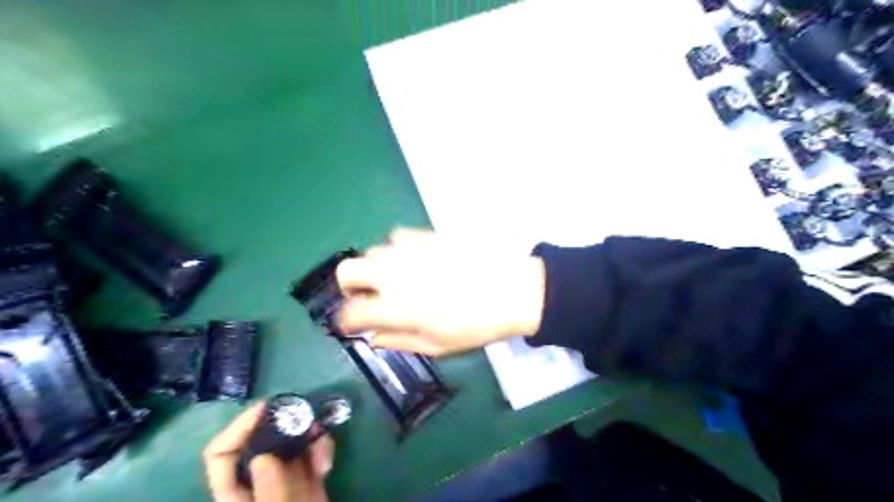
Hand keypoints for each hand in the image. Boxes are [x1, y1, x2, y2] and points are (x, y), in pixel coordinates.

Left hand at [201, 403, 334, 500]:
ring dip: (308, 437)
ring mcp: (283, 486)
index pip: (222, 456)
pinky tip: (328, 461)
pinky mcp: (307, 485)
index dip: (239, 428)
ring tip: (323, 441)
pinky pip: (311, 456)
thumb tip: (264, 456)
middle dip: (284, 427)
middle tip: (307, 420)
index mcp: (236, 500)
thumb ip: (272, 494)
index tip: (268, 408)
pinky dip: (320, 451)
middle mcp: (256, 488)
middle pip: (260, 443)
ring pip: (289, 446)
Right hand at [336, 230, 544, 354]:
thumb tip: (374, 337)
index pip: (350, 313)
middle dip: (349, 287)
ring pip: (371, 253)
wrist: (512, 290)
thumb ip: (399, 341)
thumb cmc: (476, 325)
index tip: (354, 326)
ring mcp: (408, 251)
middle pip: (346, 271)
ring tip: (395, 281)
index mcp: (394, 307)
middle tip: (368, 298)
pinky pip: (396, 238)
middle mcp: (393, 274)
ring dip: (374, 270)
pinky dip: (397, 252)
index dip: (346, 322)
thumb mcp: (437, 346)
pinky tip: (414, 262)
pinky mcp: (425, 236)